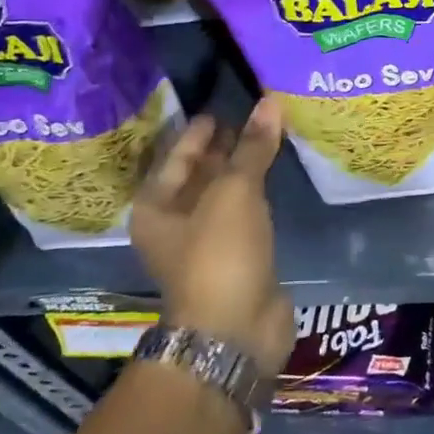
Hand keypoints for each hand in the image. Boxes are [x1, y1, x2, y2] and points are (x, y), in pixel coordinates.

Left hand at [131, 98, 293, 379]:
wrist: (235, 331)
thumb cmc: (220, 254)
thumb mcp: (235, 192)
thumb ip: (253, 147)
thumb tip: (270, 102)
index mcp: (156, 206)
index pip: (177, 155)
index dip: (199, 131)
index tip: (223, 107)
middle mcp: (174, 224)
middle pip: (198, 174)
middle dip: (223, 148)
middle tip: (253, 117)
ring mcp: (206, 243)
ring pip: (224, 195)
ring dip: (243, 170)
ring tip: (269, 138)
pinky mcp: (236, 258)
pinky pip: (245, 213)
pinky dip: (258, 194)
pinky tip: (277, 177)